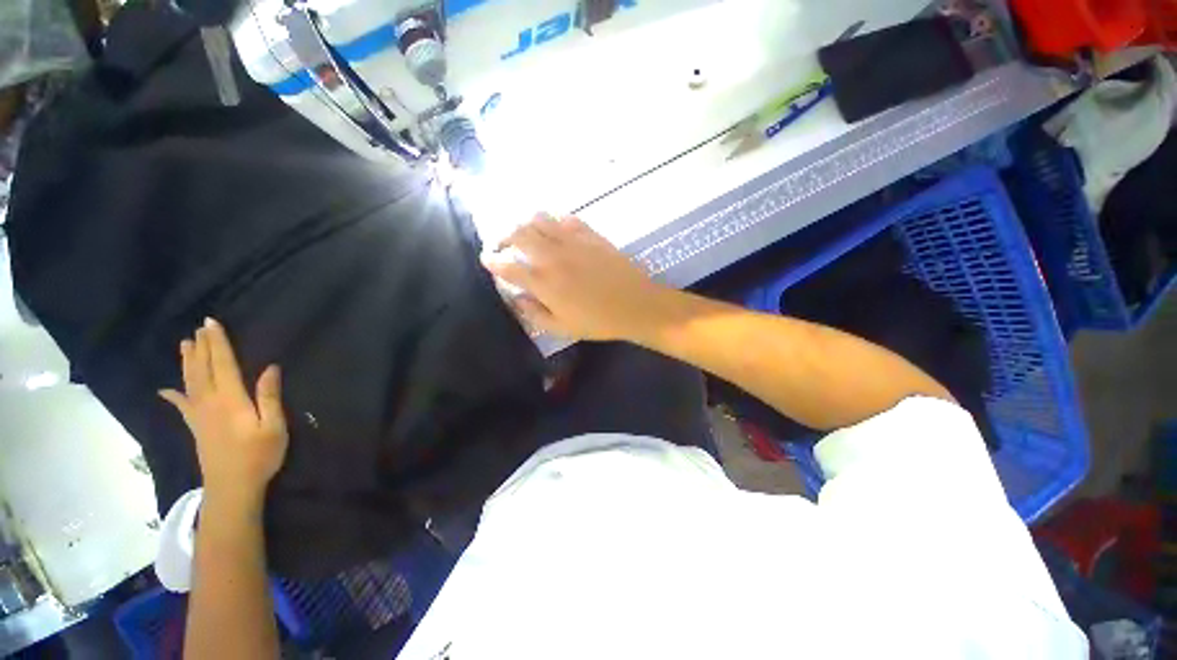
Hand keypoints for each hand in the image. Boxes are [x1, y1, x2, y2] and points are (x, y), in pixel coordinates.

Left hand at [159, 318, 287, 511]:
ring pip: (190, 381)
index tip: (212, 323)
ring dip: (188, 361)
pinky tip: (166, 389)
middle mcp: (209, 402)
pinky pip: (182, 405)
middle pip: (204, 369)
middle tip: (200, 327)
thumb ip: (269, 396)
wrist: (233, 487)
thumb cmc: (259, 455)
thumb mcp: (274, 426)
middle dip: (203, 347)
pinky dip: (173, 395)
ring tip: (185, 344)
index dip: (218, 343)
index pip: (223, 364)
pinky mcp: (196, 427)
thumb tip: (270, 368)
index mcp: (230, 399)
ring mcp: (199, 415)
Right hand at [483, 214, 669, 340]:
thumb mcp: (562, 328)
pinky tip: (555, 229)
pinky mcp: (590, 234)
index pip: (508, 267)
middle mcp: (553, 257)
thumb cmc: (598, 321)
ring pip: (539, 219)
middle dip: (503, 236)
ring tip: (526, 234)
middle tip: (502, 244)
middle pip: (518, 234)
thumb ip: (534, 314)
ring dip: (526, 224)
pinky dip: (554, 220)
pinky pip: (566, 218)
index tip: (486, 258)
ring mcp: (572, 241)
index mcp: (544, 283)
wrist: (636, 305)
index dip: (492, 261)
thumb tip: (516, 299)